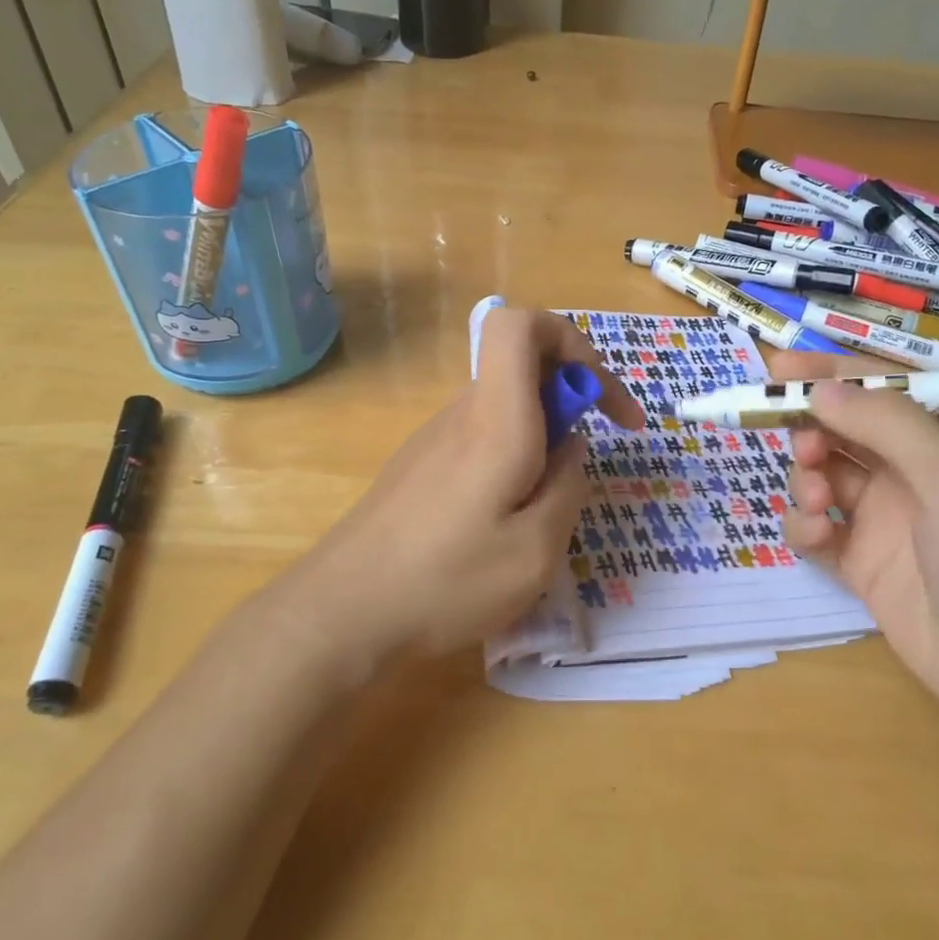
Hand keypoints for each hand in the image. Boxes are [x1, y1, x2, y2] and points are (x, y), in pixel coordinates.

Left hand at [278, 307, 643, 668]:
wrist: (341, 614)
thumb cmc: (446, 583)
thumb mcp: (535, 551)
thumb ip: (568, 486)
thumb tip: (570, 447)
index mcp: (495, 420)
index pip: (519, 325)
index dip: (569, 340)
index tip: (598, 398)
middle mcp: (462, 415)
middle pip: (520, 366)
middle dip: (569, 398)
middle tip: (585, 464)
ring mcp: (434, 439)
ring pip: (504, 407)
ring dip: (540, 436)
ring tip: (543, 511)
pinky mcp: (419, 466)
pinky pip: (480, 438)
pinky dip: (511, 459)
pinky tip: (502, 523)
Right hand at [766, 351, 938, 745]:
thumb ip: (887, 425)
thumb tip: (819, 390)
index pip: (878, 390)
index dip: (828, 374)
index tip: (777, 367)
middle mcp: (910, 473)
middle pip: (842, 431)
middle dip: (813, 431)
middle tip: (804, 447)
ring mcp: (882, 519)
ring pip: (822, 477)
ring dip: (807, 479)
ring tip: (818, 502)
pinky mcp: (860, 563)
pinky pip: (816, 529)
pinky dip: (804, 526)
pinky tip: (814, 537)